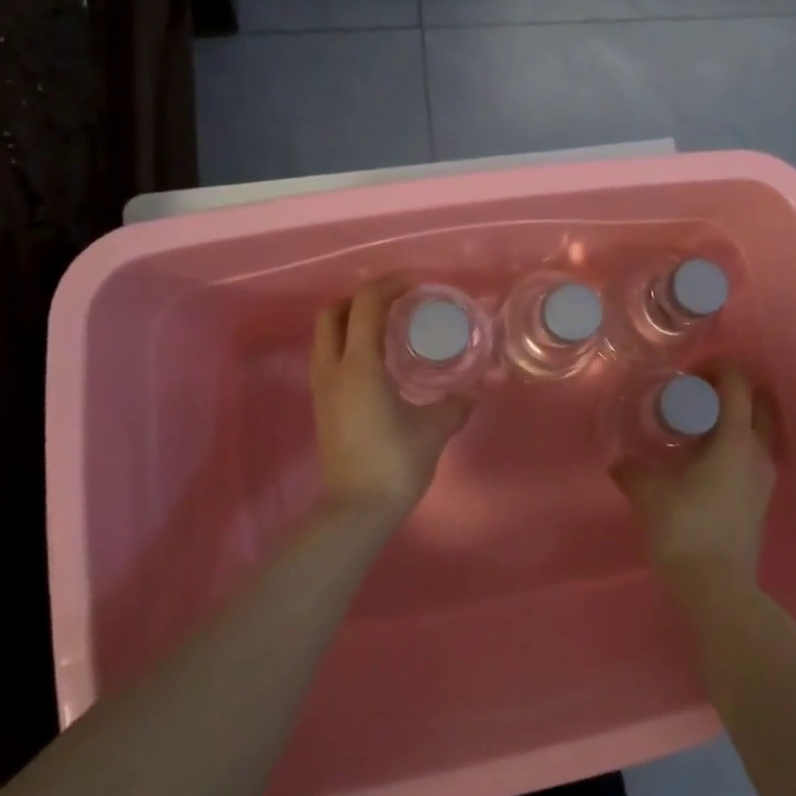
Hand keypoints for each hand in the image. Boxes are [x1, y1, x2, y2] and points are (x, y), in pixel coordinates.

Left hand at [310, 280, 474, 519]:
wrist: (355, 510)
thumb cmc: (395, 463)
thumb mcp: (434, 430)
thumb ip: (456, 405)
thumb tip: (473, 392)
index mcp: (359, 365)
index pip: (366, 304)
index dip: (390, 285)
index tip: (418, 286)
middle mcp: (333, 369)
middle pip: (333, 312)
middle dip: (363, 299)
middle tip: (397, 304)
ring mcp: (322, 387)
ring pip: (326, 334)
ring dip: (353, 320)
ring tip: (388, 328)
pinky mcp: (322, 404)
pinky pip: (329, 355)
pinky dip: (349, 343)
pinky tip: (378, 360)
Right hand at [611, 368, 776, 590]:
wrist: (716, 588)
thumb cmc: (684, 529)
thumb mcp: (648, 492)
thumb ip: (632, 469)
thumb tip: (619, 459)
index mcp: (736, 439)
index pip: (738, 383)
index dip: (716, 368)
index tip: (688, 375)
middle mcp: (758, 451)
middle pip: (760, 400)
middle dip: (733, 388)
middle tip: (698, 394)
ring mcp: (765, 476)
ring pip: (761, 428)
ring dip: (737, 416)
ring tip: (700, 425)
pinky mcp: (762, 497)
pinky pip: (755, 452)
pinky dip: (737, 441)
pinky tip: (706, 457)